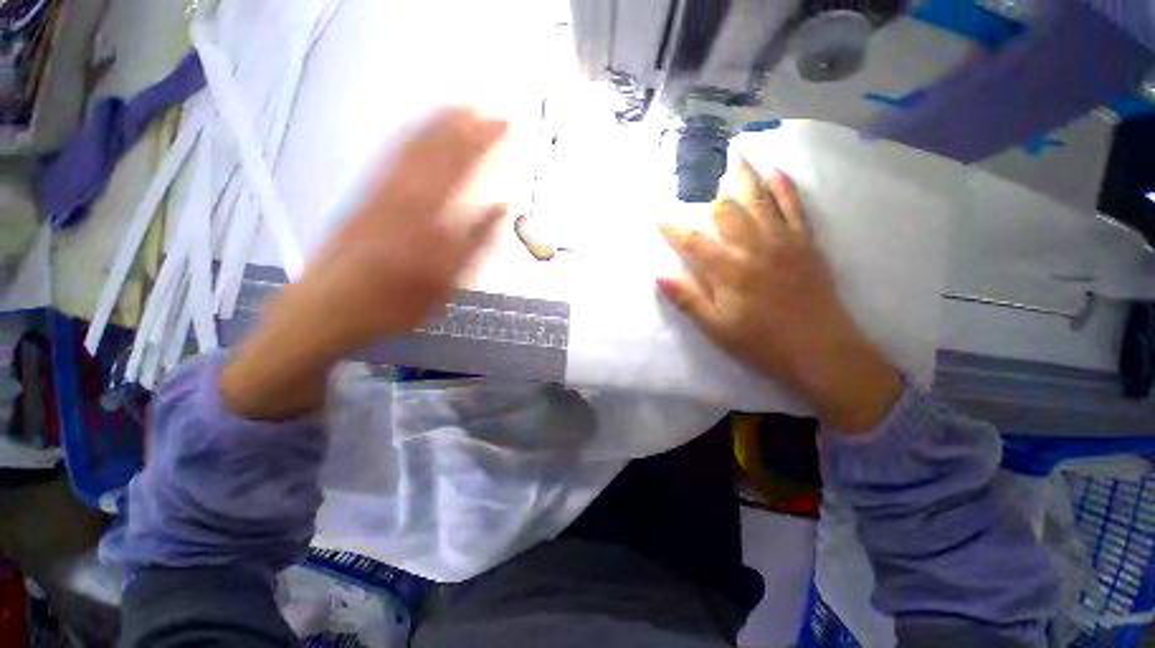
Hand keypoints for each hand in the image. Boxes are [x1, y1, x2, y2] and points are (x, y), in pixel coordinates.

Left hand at [222, 108, 507, 419]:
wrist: (328, 308)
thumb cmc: (395, 304)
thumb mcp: (445, 285)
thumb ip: (475, 245)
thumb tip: (501, 208)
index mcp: (426, 218)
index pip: (461, 168)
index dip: (483, 143)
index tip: (503, 126)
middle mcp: (402, 195)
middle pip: (436, 150)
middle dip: (465, 126)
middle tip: (490, 113)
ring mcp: (379, 191)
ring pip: (412, 147)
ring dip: (439, 124)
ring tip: (461, 110)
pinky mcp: (365, 195)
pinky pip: (392, 157)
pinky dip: (413, 138)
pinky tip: (424, 133)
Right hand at [658, 159, 901, 432]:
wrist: (822, 351)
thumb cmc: (761, 343)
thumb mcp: (716, 328)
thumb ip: (688, 299)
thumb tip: (659, 275)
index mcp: (728, 270)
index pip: (692, 241)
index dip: (672, 226)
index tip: (657, 211)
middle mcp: (753, 248)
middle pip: (726, 210)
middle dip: (707, 190)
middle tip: (696, 170)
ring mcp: (783, 241)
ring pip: (760, 200)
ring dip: (745, 176)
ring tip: (735, 155)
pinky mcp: (806, 244)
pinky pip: (795, 207)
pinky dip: (785, 187)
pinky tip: (777, 171)